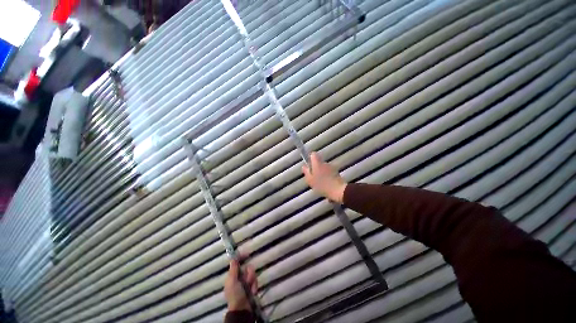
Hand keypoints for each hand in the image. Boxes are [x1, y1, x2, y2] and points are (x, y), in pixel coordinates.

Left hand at [224, 260, 257, 311]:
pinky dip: (254, 286)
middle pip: (247, 268)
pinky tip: (252, 291)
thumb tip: (233, 258)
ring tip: (250, 288)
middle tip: (247, 280)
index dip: (241, 258)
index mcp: (232, 276)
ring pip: (252, 274)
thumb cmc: (235, 294)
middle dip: (249, 274)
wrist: (243, 309)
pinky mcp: (252, 286)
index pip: (237, 263)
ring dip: (252, 280)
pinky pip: (255, 281)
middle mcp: (239, 277)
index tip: (247, 254)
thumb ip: (233, 269)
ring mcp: (246, 282)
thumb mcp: (232, 281)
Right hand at [302, 152, 347, 203]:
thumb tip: (304, 166)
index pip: (313, 154)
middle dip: (315, 168)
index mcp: (317, 163)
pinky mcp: (336, 173)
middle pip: (318, 162)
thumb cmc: (321, 184)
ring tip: (320, 183)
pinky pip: (329, 173)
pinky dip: (327, 177)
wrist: (338, 190)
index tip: (309, 165)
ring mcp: (331, 167)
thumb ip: (306, 172)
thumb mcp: (310, 180)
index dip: (310, 158)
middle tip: (313, 177)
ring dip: (321, 173)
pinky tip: (326, 185)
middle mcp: (324, 163)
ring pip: (324, 168)